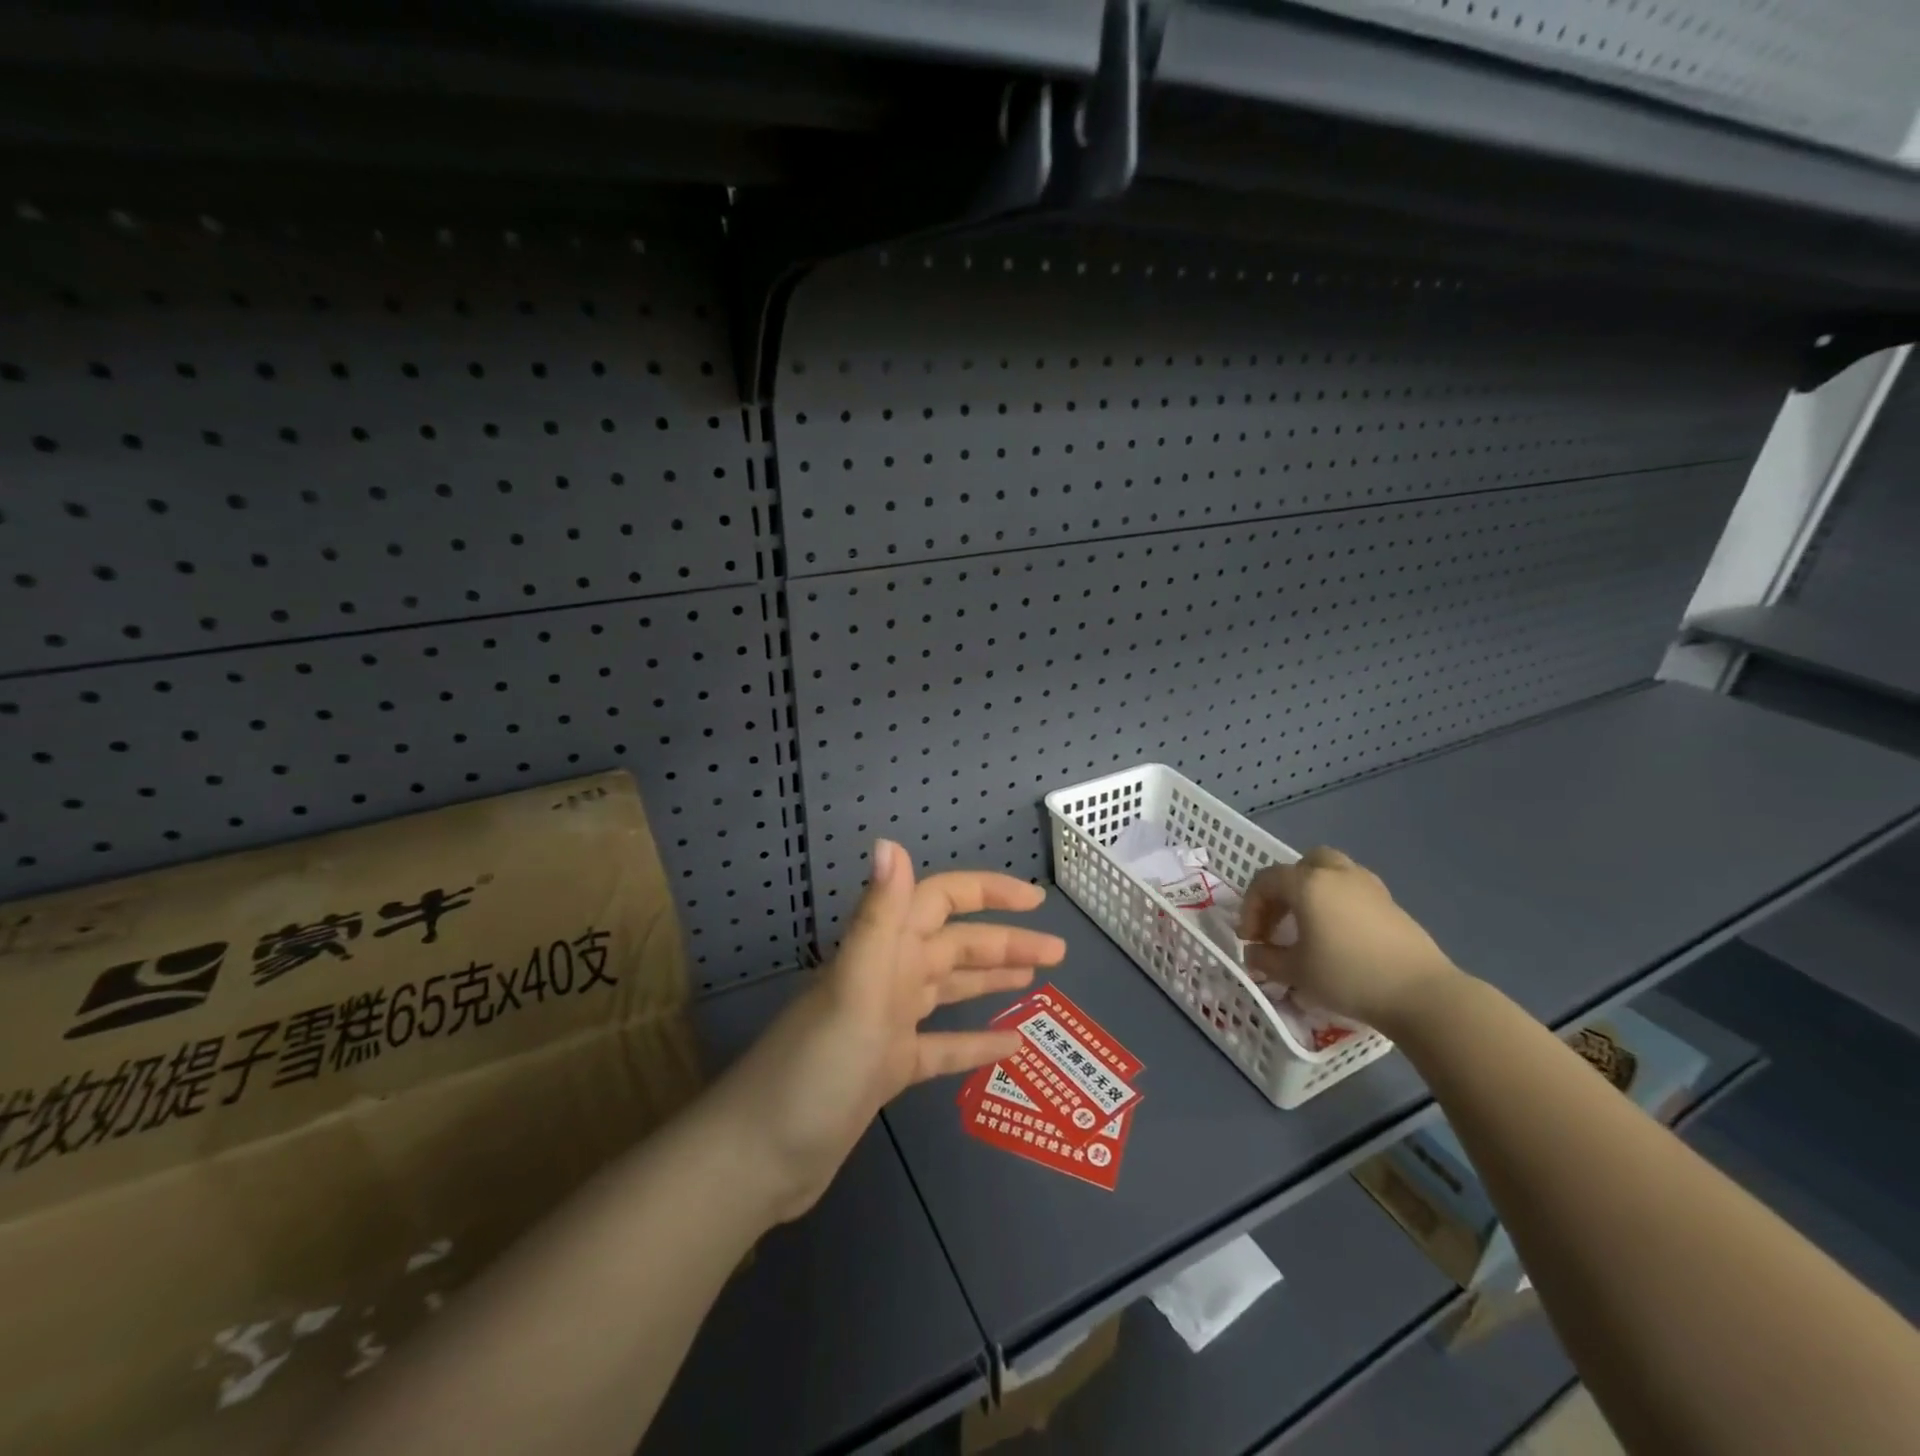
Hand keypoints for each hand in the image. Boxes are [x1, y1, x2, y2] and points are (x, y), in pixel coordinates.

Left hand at [715, 839, 1065, 1221]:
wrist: (760, 1159)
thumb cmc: (814, 1070)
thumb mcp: (854, 990)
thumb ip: (878, 917)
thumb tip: (889, 841)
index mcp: (881, 951)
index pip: (940, 901)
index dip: (986, 893)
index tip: (1035, 901)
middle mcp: (885, 977)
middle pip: (954, 945)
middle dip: (1004, 942)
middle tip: (1057, 954)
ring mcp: (886, 1023)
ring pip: (949, 988)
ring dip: (991, 979)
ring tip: (1039, 982)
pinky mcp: (886, 1067)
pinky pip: (941, 1045)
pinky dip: (973, 1041)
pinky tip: (1010, 1046)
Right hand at [1236, 846, 1459, 1030]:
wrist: (1421, 994)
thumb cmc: (1348, 976)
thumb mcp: (1296, 972)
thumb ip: (1266, 959)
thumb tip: (1254, 952)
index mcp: (1308, 883)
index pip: (1265, 882)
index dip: (1250, 908)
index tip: (1250, 939)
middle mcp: (1337, 874)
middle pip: (1302, 865)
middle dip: (1284, 890)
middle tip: (1279, 922)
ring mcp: (1369, 886)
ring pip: (1332, 873)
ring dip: (1313, 892)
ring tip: (1309, 926)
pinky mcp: (1391, 904)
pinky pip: (1354, 891)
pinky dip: (1338, 904)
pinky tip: (1339, 936)